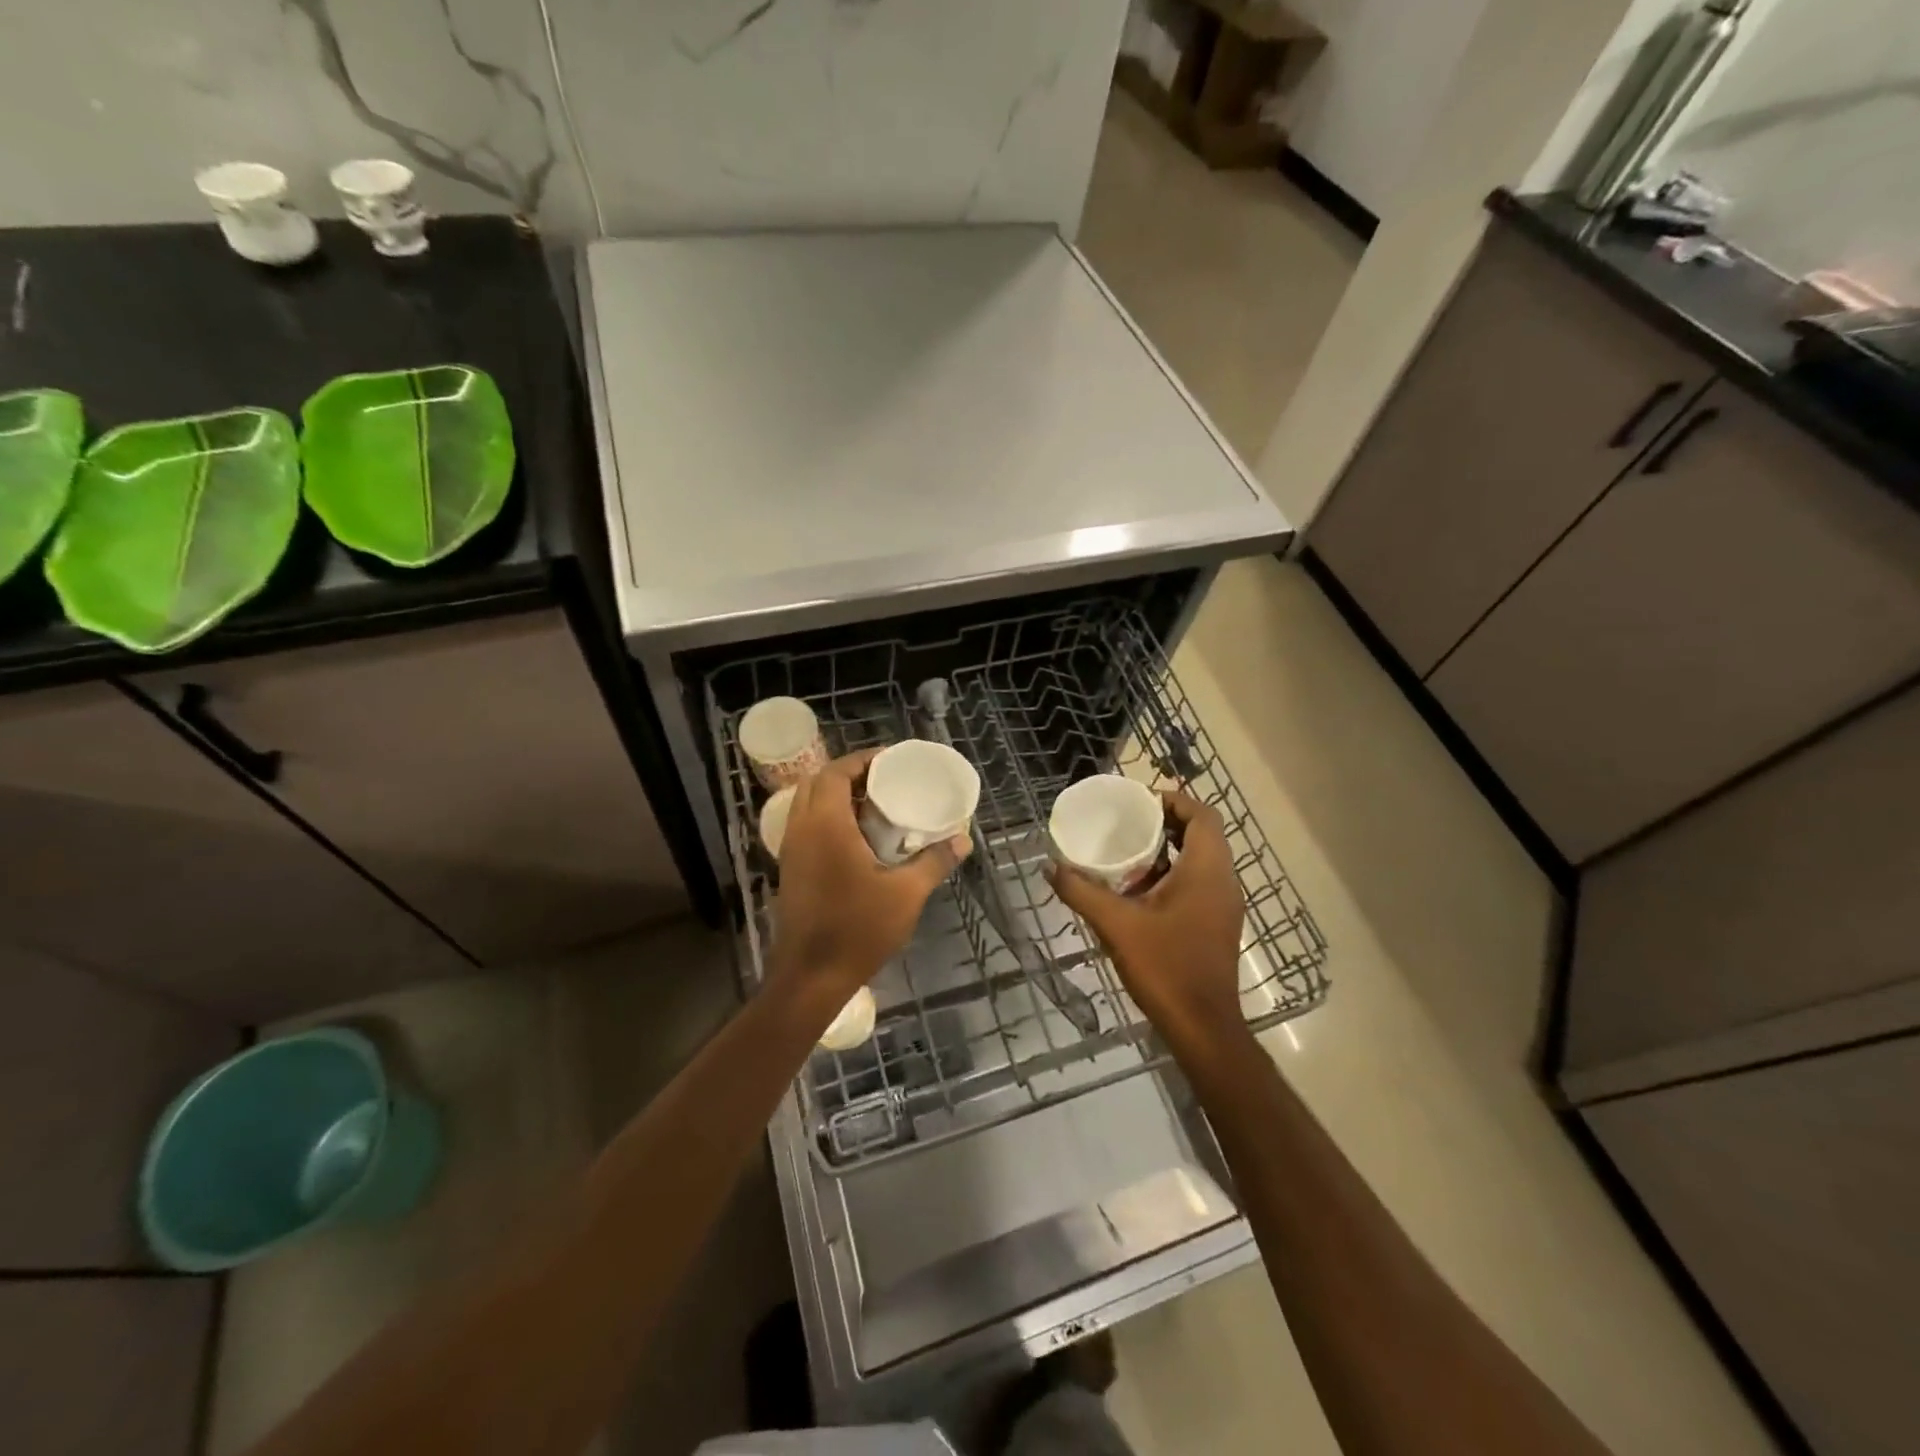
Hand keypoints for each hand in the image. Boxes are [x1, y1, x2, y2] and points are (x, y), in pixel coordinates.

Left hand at [771, 749, 969, 1018]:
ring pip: (808, 804)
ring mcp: (791, 850)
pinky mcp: (790, 869)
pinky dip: (828, 818)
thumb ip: (934, 862)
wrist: (810, 977)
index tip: (890, 760)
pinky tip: (857, 837)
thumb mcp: (906, 894)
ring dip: (836, 795)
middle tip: (883, 780)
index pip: (835, 772)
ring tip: (874, 803)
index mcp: (826, 825)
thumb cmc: (858, 930)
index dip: (861, 760)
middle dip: (848, 774)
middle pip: (817, 782)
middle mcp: (802, 829)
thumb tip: (964, 840)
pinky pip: (806, 826)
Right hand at [1047, 790, 1246, 1050]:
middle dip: (1168, 822)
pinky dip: (1174, 874)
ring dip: (1171, 850)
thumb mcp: (1116, 925)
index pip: (1202, 815)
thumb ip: (1081, 892)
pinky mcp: (1217, 924)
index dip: (1175, 800)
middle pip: (1203, 834)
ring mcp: (1224, 905)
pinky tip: (1140, 890)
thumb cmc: (1165, 967)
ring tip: (1129, 852)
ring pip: (1202, 860)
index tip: (1140, 801)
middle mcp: (1223, 881)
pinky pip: (1199, 882)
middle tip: (1129, 822)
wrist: (1203, 1027)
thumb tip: (1050, 866)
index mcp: (1207, 871)